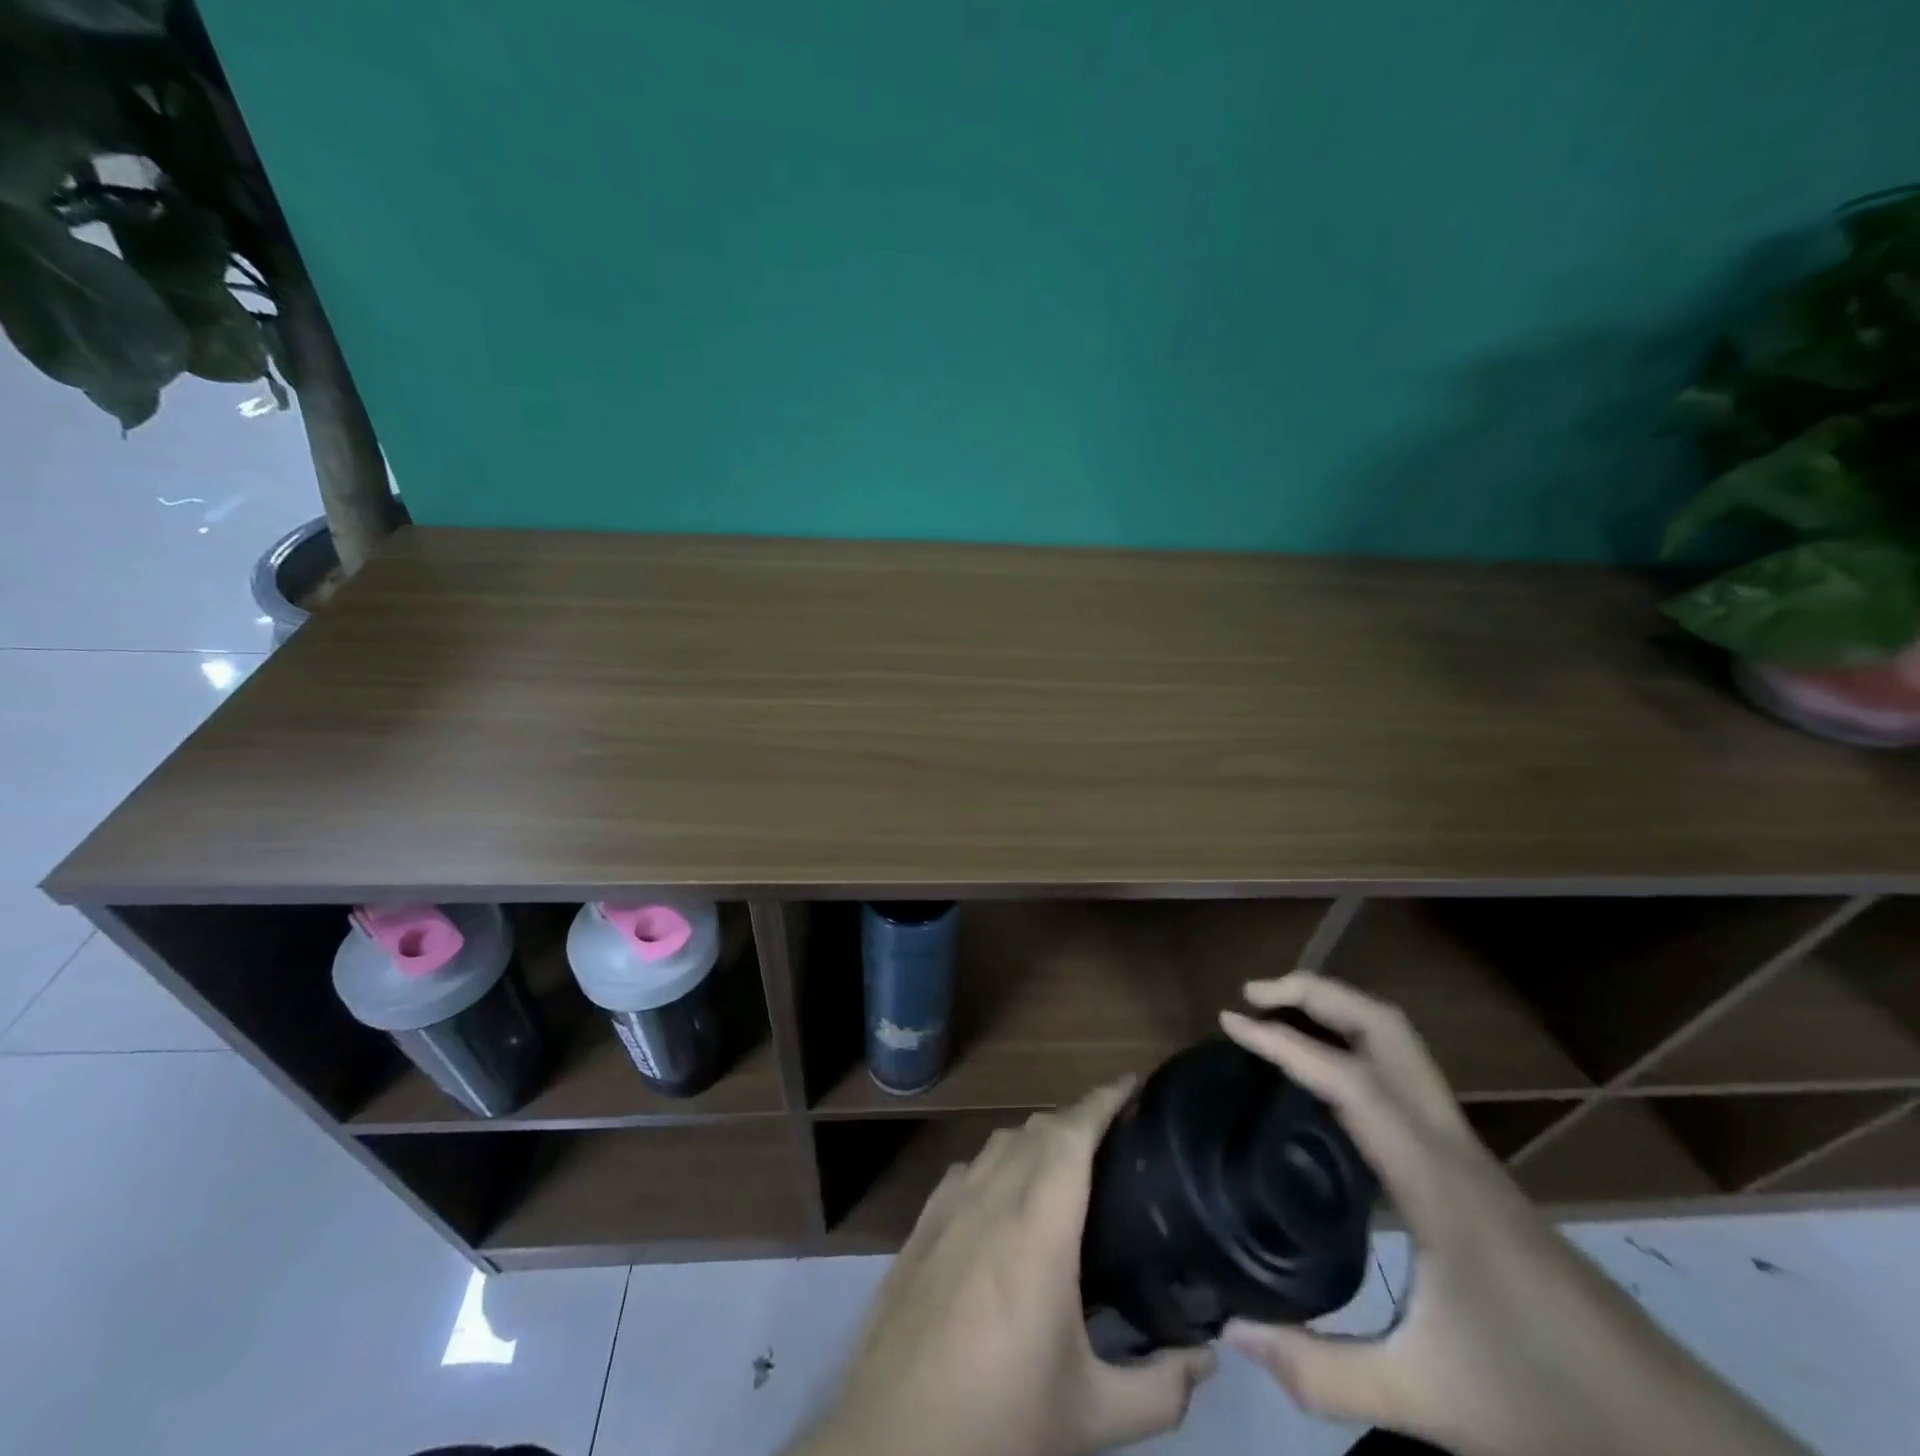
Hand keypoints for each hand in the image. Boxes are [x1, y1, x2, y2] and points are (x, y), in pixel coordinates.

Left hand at [802, 1083, 1215, 1455]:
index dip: (1102, 1099)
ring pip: (1000, 1143)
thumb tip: (1207, 1360)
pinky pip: (969, 1168)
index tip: (1132, 1083)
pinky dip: (998, 1163)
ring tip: (1066, 1163)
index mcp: (1036, 1225)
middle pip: (1038, 1129)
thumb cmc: (999, 1415)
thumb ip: (1160, 1389)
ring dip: (1037, 1138)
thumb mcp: (1092, 1414)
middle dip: (1078, 1118)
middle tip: (1115, 1137)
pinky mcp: (921, 1223)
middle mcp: (991, 1195)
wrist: (893, 1438)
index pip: (1072, 1133)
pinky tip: (1006, 1196)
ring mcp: (949, 1204)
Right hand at [1220, 972, 1808, 1455]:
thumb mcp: (1430, 1404)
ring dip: (1338, 1015)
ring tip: (1278, 1022)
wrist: (1677, 1436)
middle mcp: (1452, 1146)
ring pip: (1402, 1047)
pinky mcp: (1474, 1170)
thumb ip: (1323, 1373)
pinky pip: (1404, 1080)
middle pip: (1388, 1029)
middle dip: (1319, 994)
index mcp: (1437, 1182)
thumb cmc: (1552, 1405)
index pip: (1352, 1081)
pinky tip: (1325, 1091)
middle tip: (1254, 998)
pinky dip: (1355, 1052)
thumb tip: (1233, 1332)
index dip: (1285, 1043)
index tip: (1231, 1023)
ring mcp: (1467, 1153)